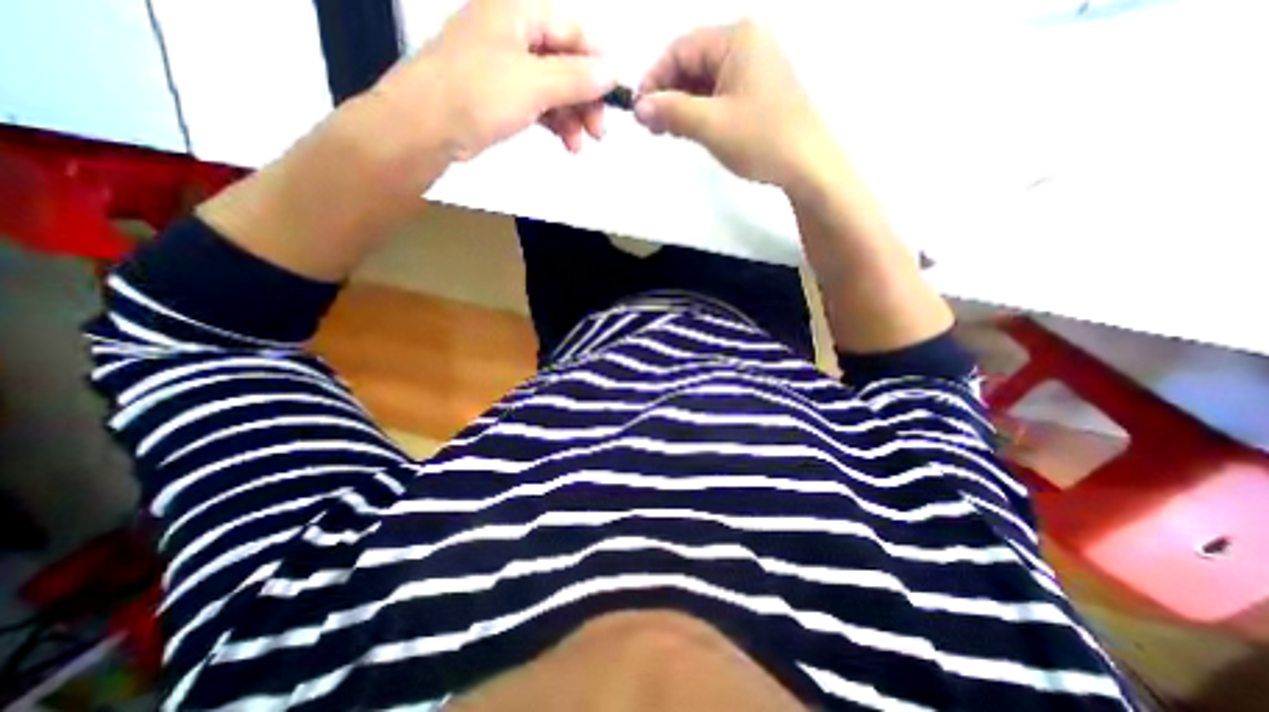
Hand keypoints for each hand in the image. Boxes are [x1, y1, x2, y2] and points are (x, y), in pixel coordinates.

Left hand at [371, 1, 617, 161]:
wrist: (425, 126)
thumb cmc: (478, 94)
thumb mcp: (534, 83)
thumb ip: (576, 78)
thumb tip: (612, 72)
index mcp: (518, 11)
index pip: (572, 32)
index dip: (597, 65)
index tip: (613, 100)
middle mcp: (512, 32)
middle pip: (564, 62)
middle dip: (585, 99)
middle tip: (598, 134)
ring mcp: (504, 64)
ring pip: (552, 87)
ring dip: (571, 116)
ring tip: (578, 146)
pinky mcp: (498, 94)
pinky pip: (537, 103)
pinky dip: (553, 122)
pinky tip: (564, 142)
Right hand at [635, 23, 834, 187]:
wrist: (807, 165)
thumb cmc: (760, 139)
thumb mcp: (710, 124)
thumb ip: (672, 112)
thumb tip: (638, 107)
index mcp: (737, 39)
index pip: (681, 49)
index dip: (655, 78)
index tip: (639, 110)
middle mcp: (747, 45)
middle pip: (693, 64)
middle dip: (668, 94)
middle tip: (650, 126)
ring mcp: (755, 69)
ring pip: (705, 82)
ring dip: (682, 106)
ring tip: (665, 132)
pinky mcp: (758, 93)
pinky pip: (720, 95)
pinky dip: (700, 112)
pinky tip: (688, 130)